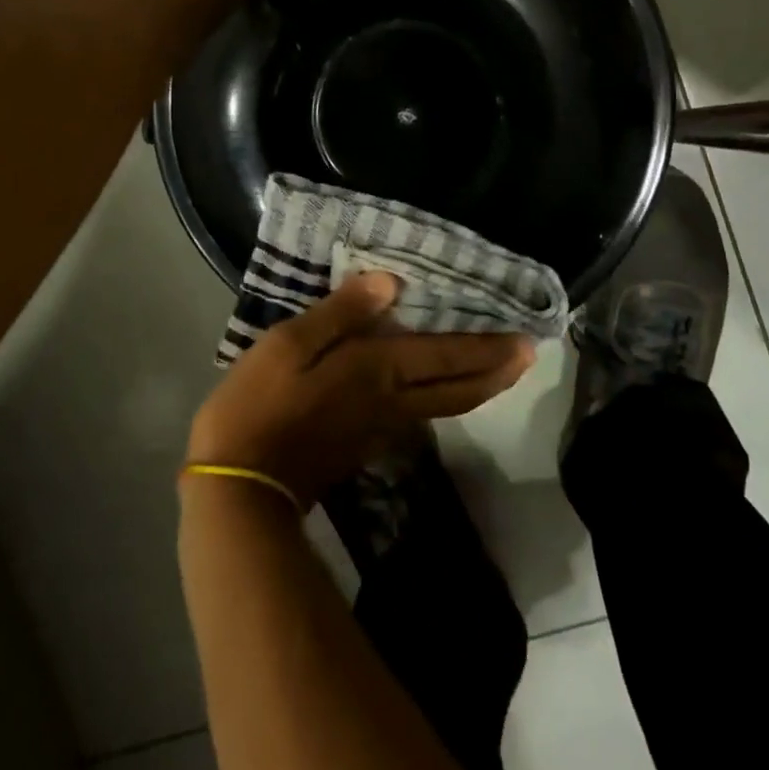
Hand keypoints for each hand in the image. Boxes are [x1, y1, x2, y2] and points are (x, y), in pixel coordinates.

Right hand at [185, 274, 535, 508]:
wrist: (239, 487)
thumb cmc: (260, 404)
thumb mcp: (289, 344)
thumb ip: (341, 312)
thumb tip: (390, 283)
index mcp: (378, 370)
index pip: (447, 355)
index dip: (489, 346)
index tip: (527, 337)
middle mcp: (393, 401)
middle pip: (460, 389)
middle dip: (498, 371)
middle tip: (529, 355)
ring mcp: (381, 428)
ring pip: (446, 406)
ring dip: (479, 387)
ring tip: (496, 368)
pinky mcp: (365, 445)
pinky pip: (422, 415)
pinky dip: (446, 399)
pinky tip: (440, 390)